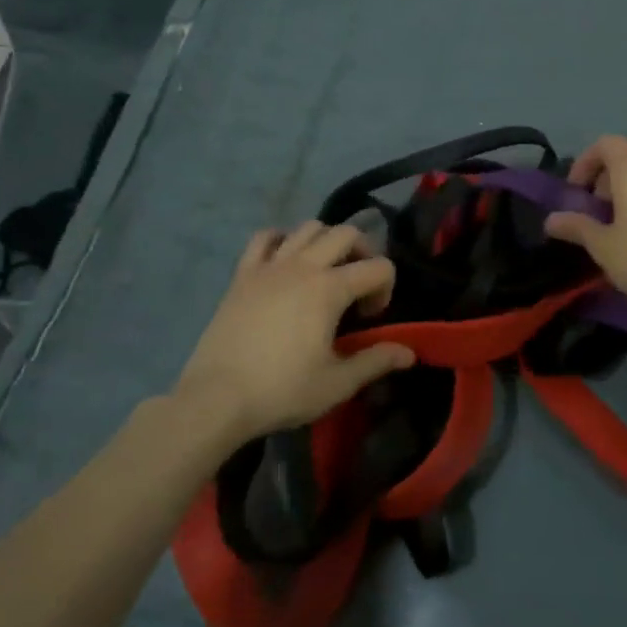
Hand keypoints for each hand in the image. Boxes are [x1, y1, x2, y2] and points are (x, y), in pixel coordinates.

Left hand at [175, 223, 414, 440]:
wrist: (217, 398)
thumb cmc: (282, 390)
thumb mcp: (337, 383)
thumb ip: (376, 361)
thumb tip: (409, 353)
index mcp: (330, 288)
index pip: (379, 266)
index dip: (386, 288)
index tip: (371, 319)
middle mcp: (303, 266)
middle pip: (346, 233)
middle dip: (363, 253)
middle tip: (359, 285)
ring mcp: (269, 266)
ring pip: (308, 227)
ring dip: (326, 241)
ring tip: (326, 271)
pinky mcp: (242, 274)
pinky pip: (264, 238)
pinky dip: (281, 240)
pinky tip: (285, 261)